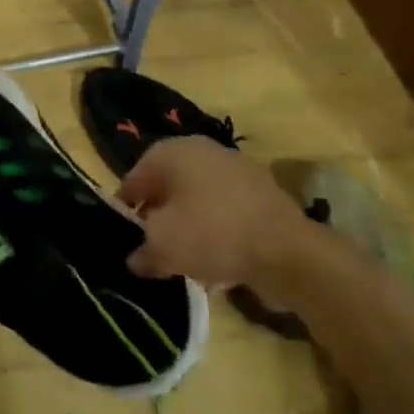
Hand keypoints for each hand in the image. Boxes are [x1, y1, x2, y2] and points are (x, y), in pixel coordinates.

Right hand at [115, 136, 315, 290]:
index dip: (126, 209)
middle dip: (159, 217)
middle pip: (168, 186)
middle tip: (153, 248)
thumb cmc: (211, 233)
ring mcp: (236, 170)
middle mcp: (202, 151)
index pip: (135, 177)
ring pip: (198, 200)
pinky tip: (217, 263)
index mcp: (171, 151)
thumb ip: (141, 252)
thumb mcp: (163, 247)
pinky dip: (217, 232)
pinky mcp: (262, 194)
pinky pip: (225, 212)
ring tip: (185, 260)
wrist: (288, 251)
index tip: (125, 237)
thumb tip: (135, 260)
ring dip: (189, 226)